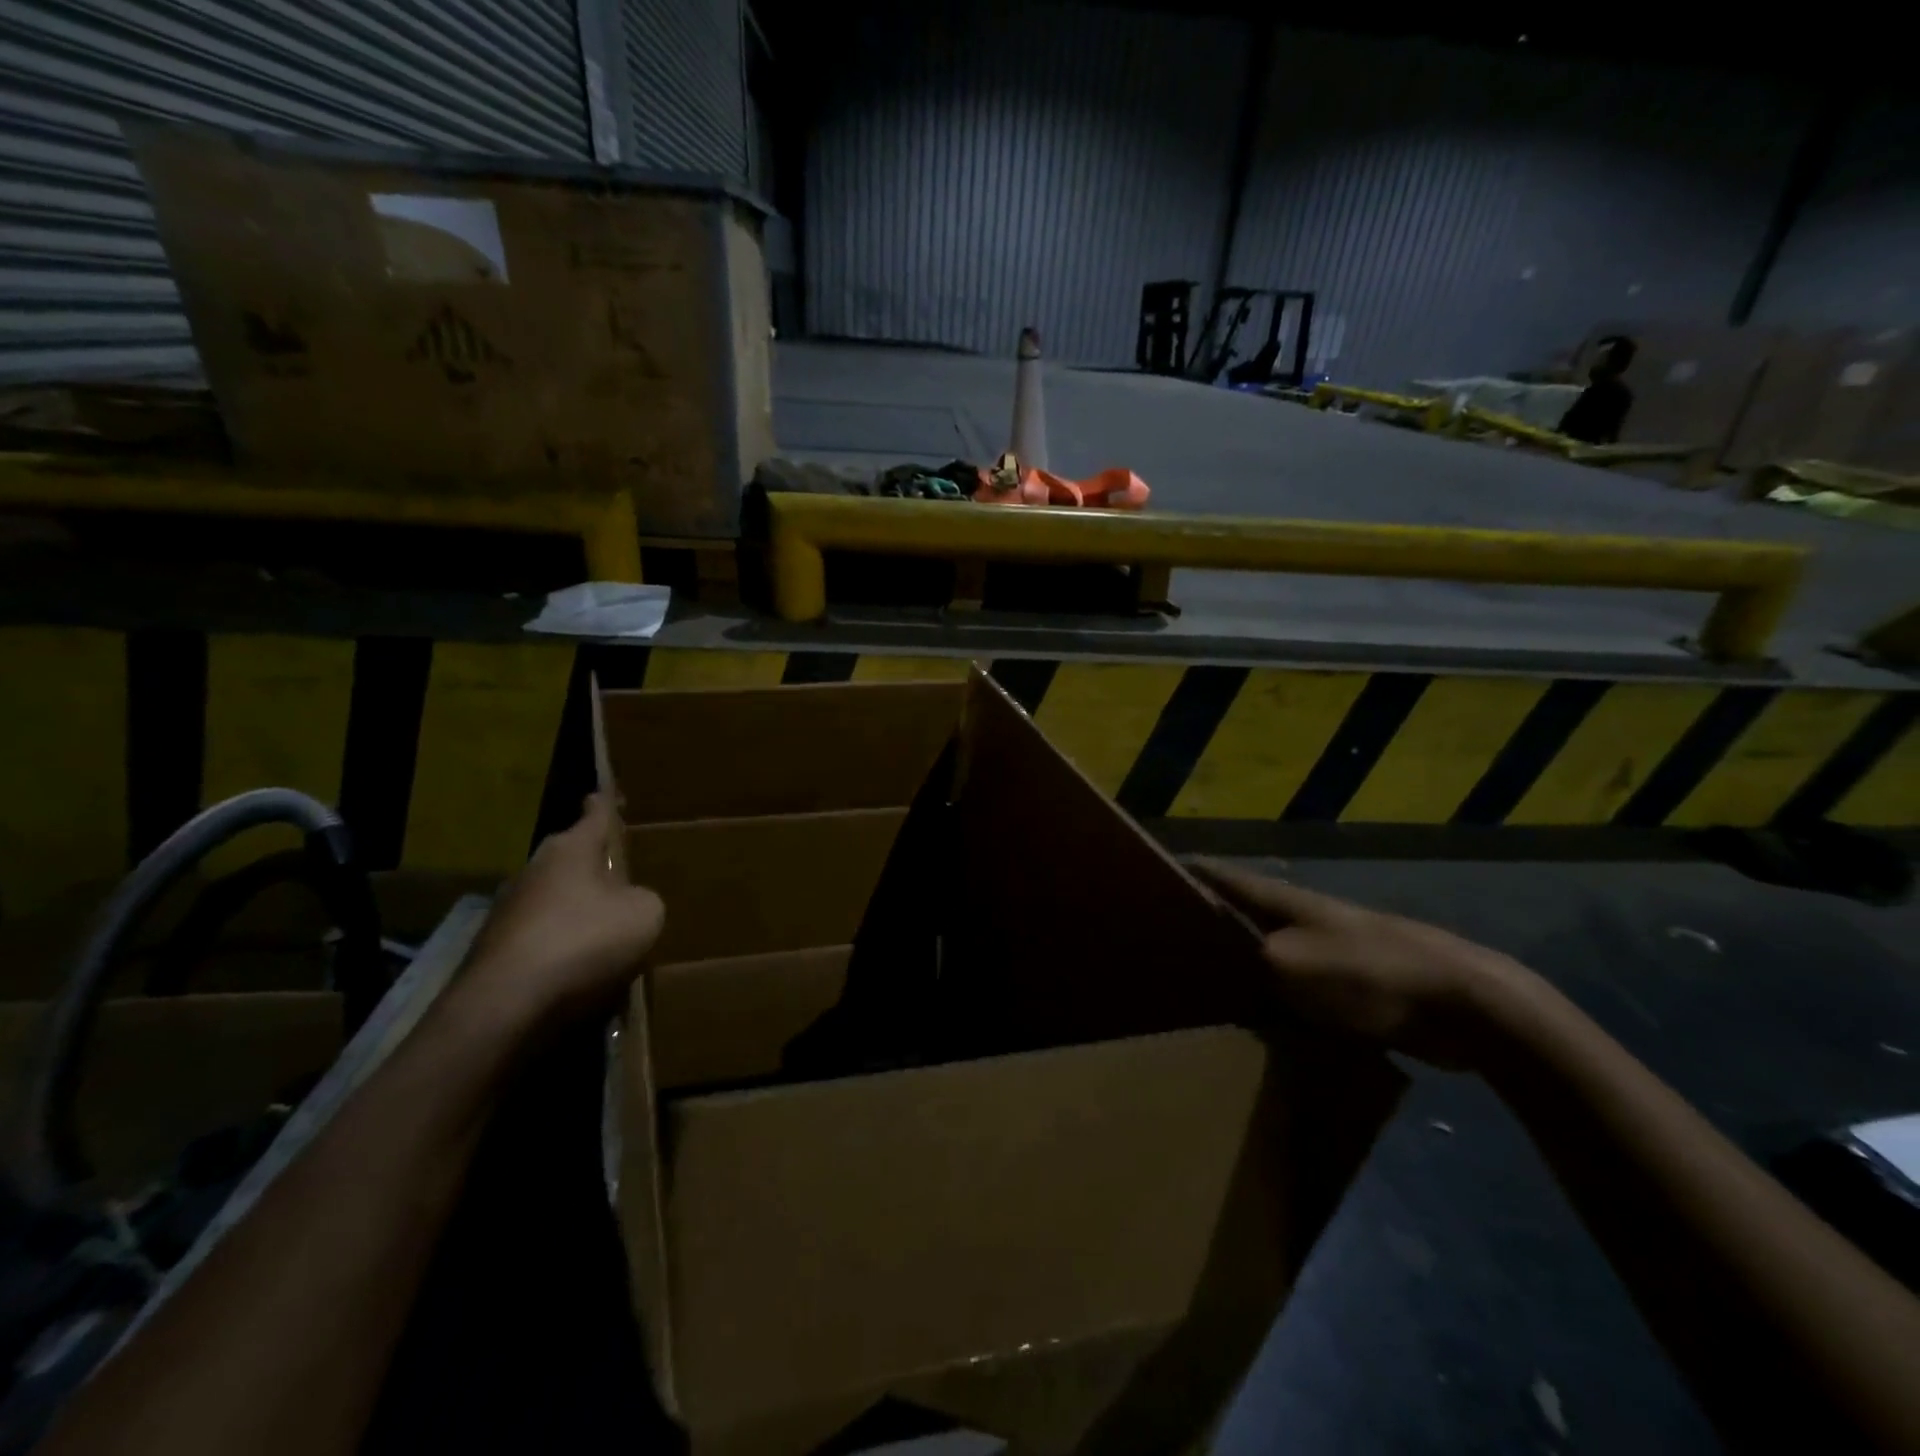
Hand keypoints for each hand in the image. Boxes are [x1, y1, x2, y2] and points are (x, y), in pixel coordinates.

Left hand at [459, 794, 663, 1029]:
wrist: (504, 1006)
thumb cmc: (584, 942)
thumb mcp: (645, 914)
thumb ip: (644, 898)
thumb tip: (629, 902)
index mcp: (573, 849)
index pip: (595, 814)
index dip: (606, 805)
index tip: (608, 793)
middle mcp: (536, 868)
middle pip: (571, 857)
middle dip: (594, 865)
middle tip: (622, 879)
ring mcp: (508, 909)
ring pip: (554, 898)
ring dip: (576, 909)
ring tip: (604, 933)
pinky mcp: (494, 948)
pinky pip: (540, 936)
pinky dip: (559, 945)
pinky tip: (576, 970)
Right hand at [1188, 859, 1523, 1067]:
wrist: (1463, 1004)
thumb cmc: (1368, 973)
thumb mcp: (1289, 964)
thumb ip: (1244, 959)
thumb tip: (1213, 964)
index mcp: (1282, 900)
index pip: (1221, 875)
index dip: (1185, 872)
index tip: (1146, 878)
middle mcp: (1299, 917)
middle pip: (1239, 913)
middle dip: (1202, 923)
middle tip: (1157, 945)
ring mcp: (1327, 950)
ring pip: (1264, 953)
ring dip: (1235, 965)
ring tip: (1194, 988)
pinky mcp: (1348, 986)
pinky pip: (1292, 988)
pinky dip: (1268, 998)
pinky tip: (1252, 1021)